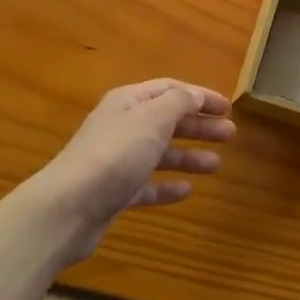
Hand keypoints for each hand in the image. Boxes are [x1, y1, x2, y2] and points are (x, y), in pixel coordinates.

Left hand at [37, 80, 234, 260]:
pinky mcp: (115, 193)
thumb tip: (195, 95)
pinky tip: (187, 191)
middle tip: (230, 135)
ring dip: (189, 156)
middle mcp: (123, 126)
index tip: (228, 107)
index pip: (171, 90)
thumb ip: (178, 102)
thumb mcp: (153, 118)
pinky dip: (168, 185)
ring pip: (160, 153)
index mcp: (129, 102)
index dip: (200, 96)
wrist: (68, 208)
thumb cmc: (116, 154)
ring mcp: (118, 161)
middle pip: (168, 120)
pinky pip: (148, 184)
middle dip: (199, 126)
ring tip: (216, 165)